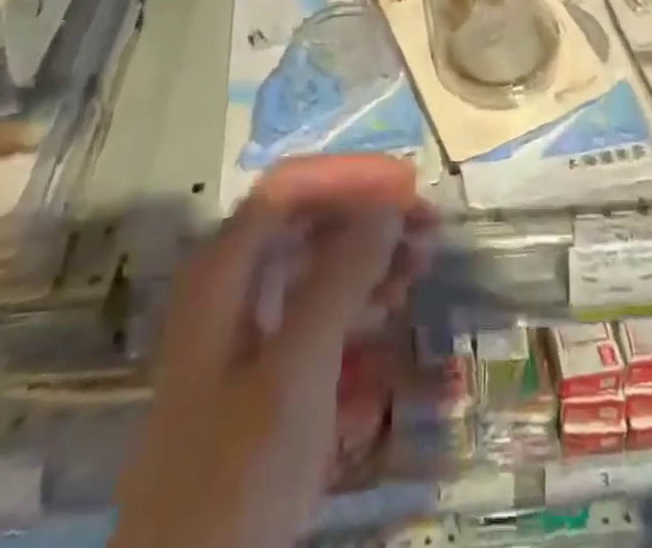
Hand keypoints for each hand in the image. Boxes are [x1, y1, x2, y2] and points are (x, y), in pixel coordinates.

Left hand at [114, 157, 434, 547]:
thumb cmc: (238, 475)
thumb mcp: (297, 371)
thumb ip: (341, 277)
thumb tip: (387, 203)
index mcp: (224, 269)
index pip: (291, 187)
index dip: (350, 176)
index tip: (409, 186)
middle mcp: (227, 286)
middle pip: (303, 222)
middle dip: (367, 216)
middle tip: (428, 230)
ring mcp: (239, 331)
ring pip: (310, 266)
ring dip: (366, 256)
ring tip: (419, 265)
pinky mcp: (255, 374)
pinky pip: (309, 313)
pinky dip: (351, 302)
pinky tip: (388, 315)